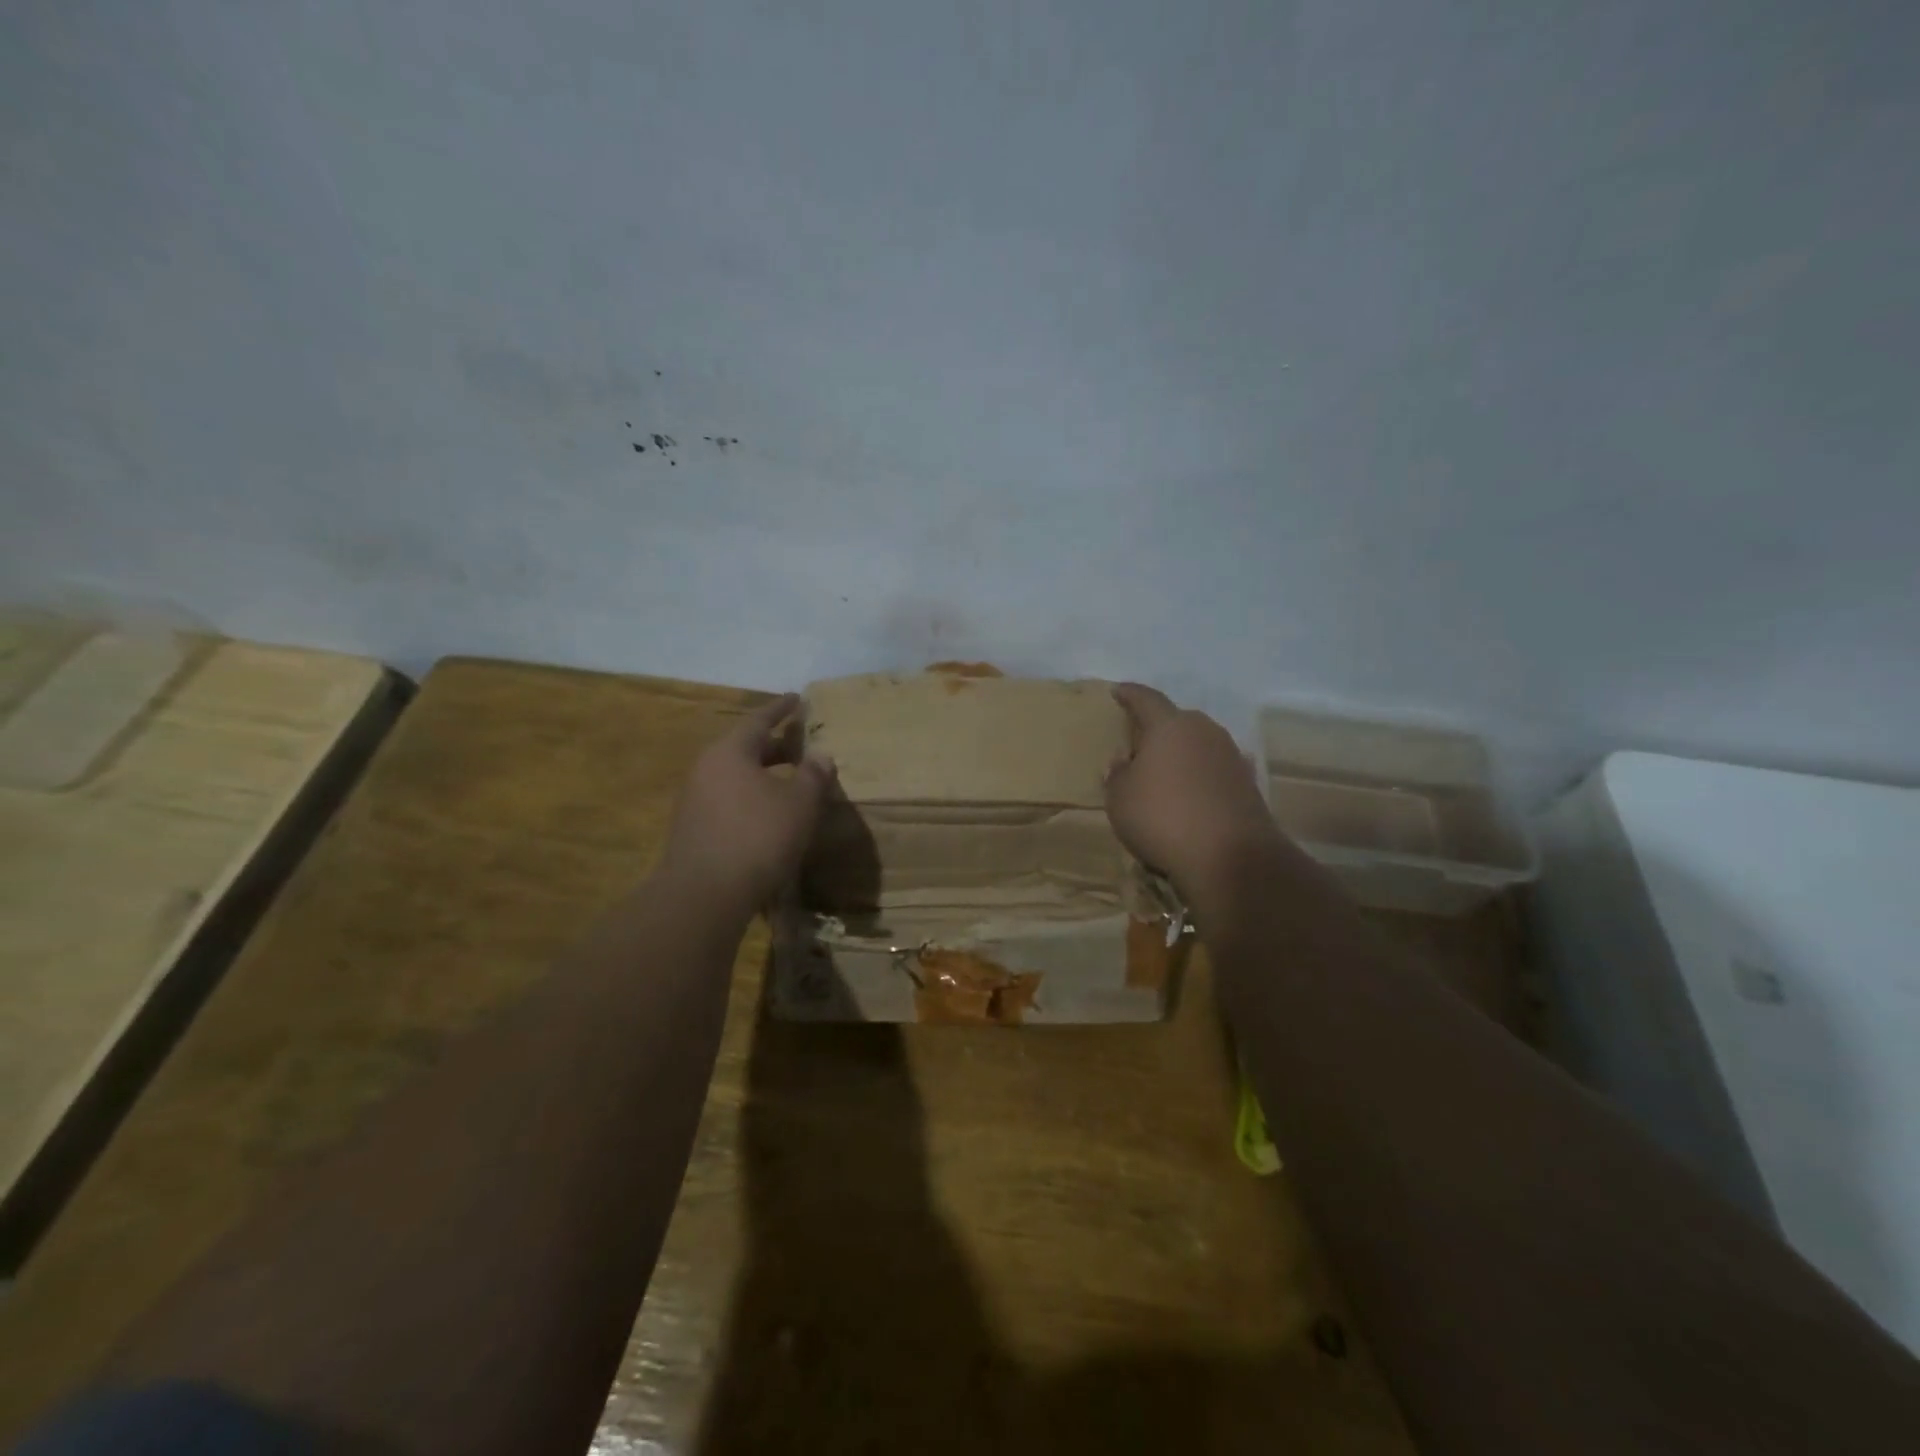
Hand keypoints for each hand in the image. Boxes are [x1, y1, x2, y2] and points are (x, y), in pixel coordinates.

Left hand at [662, 694, 837, 911]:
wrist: (705, 894)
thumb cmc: (758, 837)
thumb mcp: (799, 803)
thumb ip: (813, 775)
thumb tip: (820, 755)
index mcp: (730, 751)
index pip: (759, 719)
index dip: (781, 709)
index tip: (797, 698)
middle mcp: (706, 768)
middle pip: (744, 747)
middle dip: (774, 745)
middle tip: (799, 744)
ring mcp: (694, 799)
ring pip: (735, 775)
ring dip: (762, 774)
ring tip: (788, 781)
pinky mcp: (692, 828)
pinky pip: (727, 799)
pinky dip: (750, 797)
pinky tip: (767, 814)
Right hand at [1104, 683, 1278, 891]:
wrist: (1230, 858)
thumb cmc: (1162, 818)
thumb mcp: (1120, 799)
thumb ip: (1118, 774)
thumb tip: (1124, 761)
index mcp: (1170, 726)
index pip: (1146, 699)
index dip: (1129, 694)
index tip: (1118, 690)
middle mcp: (1204, 731)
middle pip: (1177, 721)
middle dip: (1157, 729)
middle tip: (1138, 742)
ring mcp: (1231, 757)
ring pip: (1198, 746)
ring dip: (1181, 755)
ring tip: (1163, 773)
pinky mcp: (1248, 784)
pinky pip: (1213, 772)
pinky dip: (1199, 778)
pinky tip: (1188, 796)